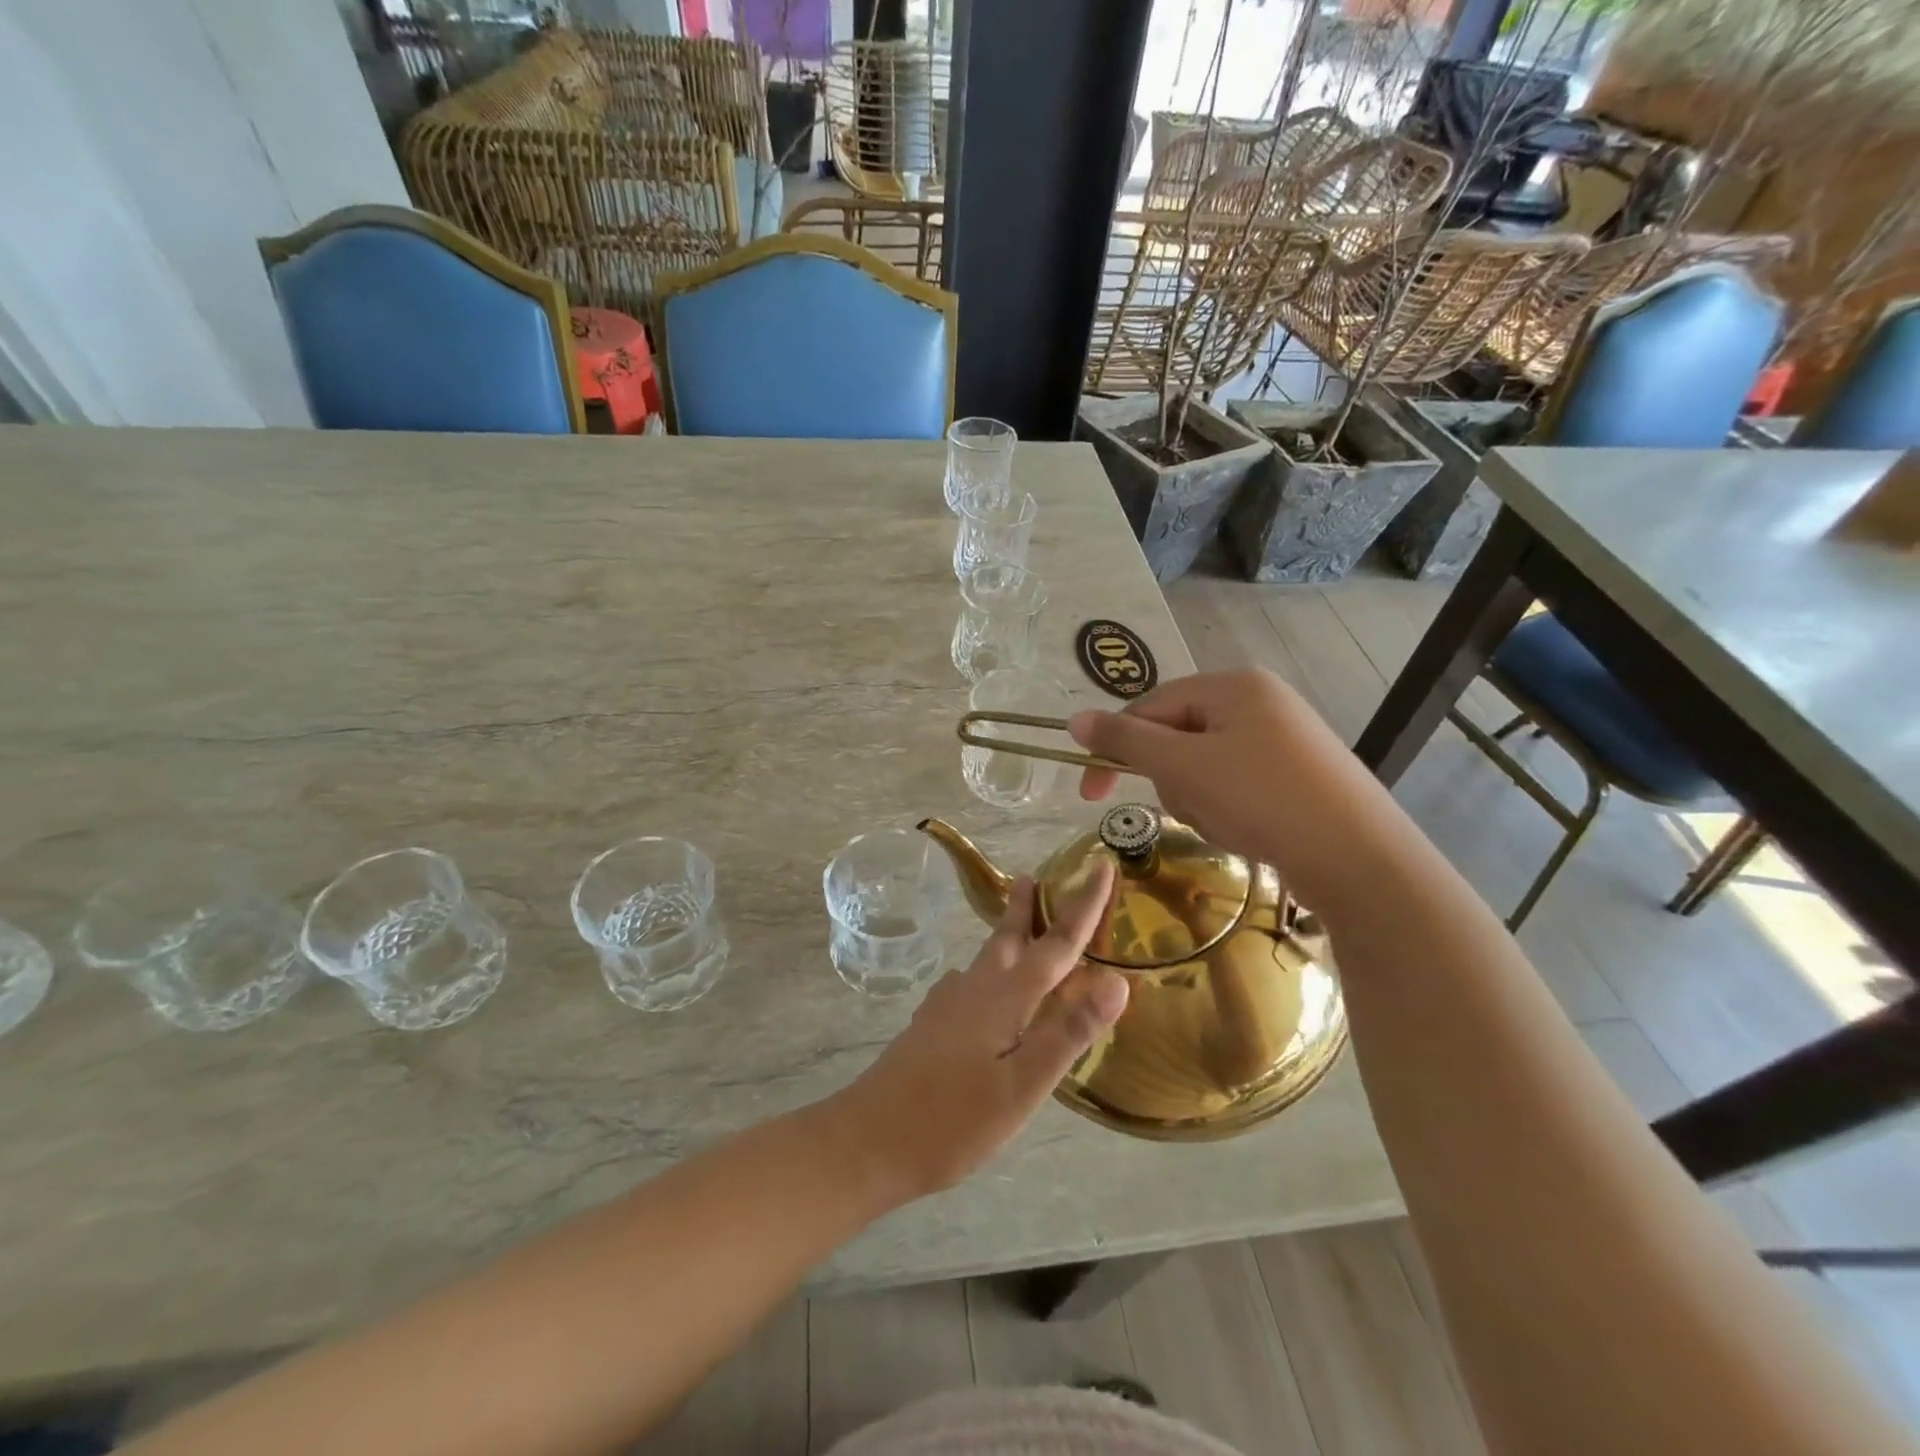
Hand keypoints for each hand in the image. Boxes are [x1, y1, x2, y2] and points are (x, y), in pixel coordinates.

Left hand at [824, 863, 1127, 1200]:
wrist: (869, 1140)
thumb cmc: (953, 1120)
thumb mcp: (1022, 1087)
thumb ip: (1067, 1033)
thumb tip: (1117, 981)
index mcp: (1004, 997)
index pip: (1056, 942)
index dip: (1084, 905)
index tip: (1100, 866)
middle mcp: (974, 989)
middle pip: (1008, 937)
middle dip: (1025, 906)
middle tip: (1033, 876)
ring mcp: (947, 1005)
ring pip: (985, 958)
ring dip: (1006, 935)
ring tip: (1016, 925)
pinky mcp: (931, 1024)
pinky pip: (969, 982)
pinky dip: (987, 971)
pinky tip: (980, 989)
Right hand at [1066, 668, 1389, 914]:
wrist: (1361, 859)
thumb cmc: (1263, 799)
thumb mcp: (1185, 766)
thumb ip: (1126, 740)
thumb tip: (1074, 719)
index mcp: (1233, 685)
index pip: (1150, 706)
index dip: (1115, 747)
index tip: (1090, 794)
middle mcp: (1259, 701)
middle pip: (1177, 736)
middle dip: (1173, 779)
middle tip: (1195, 807)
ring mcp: (1283, 738)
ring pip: (1203, 766)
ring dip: (1199, 799)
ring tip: (1229, 823)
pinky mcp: (1297, 774)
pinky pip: (1235, 784)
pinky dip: (1228, 809)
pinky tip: (1249, 831)